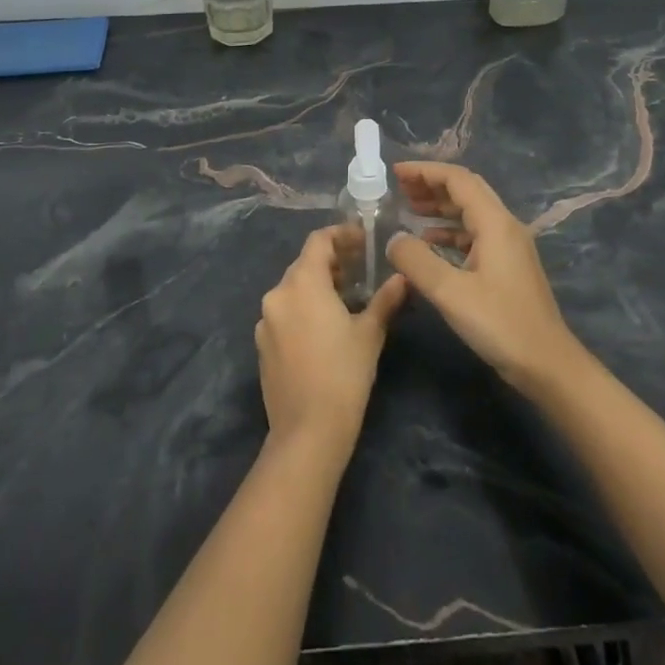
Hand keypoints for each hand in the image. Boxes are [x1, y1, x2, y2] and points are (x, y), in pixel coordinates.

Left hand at [256, 227, 407, 454]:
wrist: (307, 430)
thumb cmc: (344, 374)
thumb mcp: (370, 333)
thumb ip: (385, 299)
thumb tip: (403, 278)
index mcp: (302, 284)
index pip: (318, 241)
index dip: (341, 235)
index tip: (363, 240)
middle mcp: (277, 295)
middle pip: (304, 264)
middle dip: (332, 261)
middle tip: (360, 269)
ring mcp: (265, 321)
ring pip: (293, 289)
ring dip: (318, 285)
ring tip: (346, 298)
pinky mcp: (261, 344)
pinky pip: (284, 313)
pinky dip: (304, 308)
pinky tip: (324, 327)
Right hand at [387, 162, 584, 391]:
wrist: (546, 363)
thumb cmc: (500, 324)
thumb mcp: (450, 292)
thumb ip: (417, 261)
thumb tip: (394, 238)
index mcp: (495, 223)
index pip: (458, 180)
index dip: (425, 171)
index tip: (395, 172)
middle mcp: (505, 226)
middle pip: (466, 191)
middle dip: (432, 185)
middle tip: (398, 188)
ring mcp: (509, 247)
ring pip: (471, 213)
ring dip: (440, 207)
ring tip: (408, 209)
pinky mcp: (507, 266)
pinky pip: (475, 235)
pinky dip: (450, 231)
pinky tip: (429, 243)